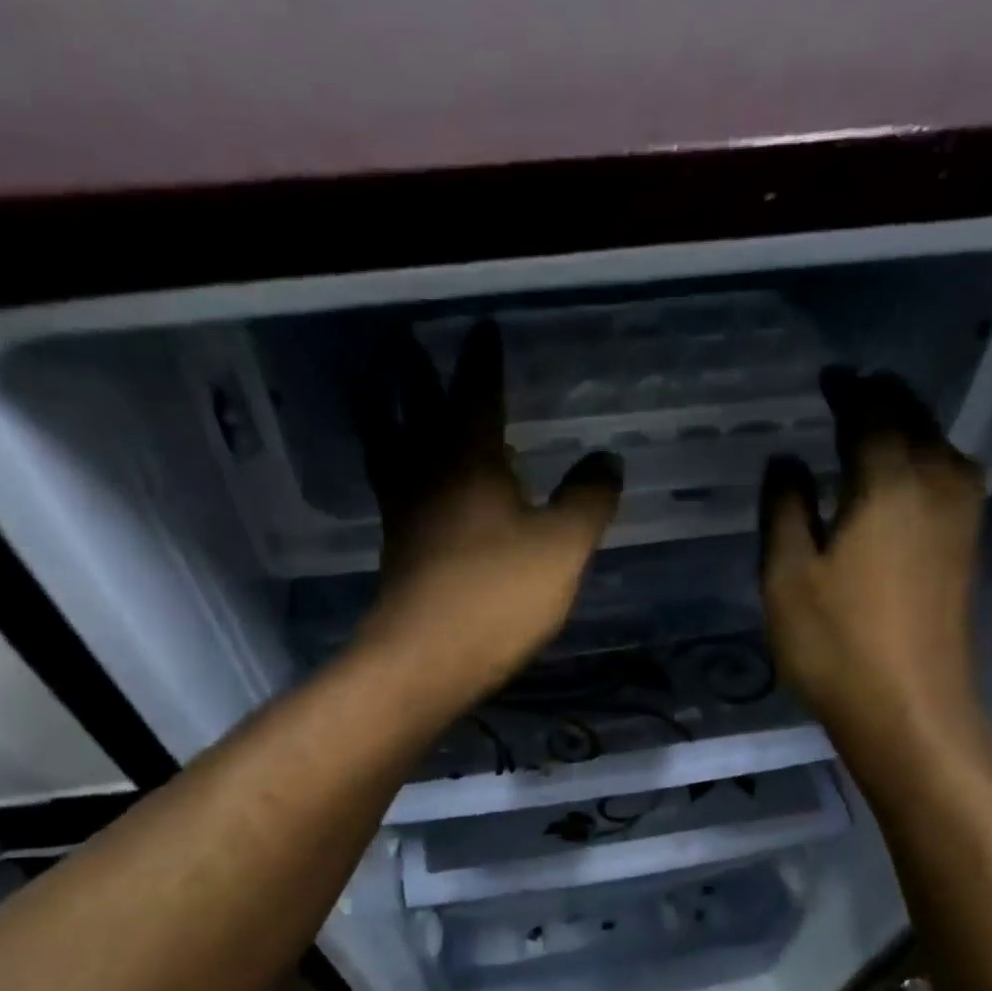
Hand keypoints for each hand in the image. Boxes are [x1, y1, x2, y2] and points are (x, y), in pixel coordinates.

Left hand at [354, 321, 622, 694]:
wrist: (425, 661)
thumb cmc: (496, 596)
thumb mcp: (561, 548)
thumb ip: (587, 500)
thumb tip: (606, 459)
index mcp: (469, 462)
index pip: (477, 396)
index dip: (483, 363)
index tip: (483, 329)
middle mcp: (428, 477)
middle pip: (416, 413)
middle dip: (416, 376)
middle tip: (405, 343)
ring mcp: (406, 517)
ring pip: (392, 452)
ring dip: (388, 419)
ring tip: (385, 400)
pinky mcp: (398, 554)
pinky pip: (395, 493)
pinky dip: (397, 471)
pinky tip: (407, 483)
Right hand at [759, 367, 985, 744]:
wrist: (909, 707)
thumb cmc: (836, 642)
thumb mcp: (786, 574)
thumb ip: (784, 508)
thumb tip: (786, 460)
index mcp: (889, 480)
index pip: (870, 412)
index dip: (848, 390)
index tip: (828, 378)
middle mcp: (937, 482)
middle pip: (914, 418)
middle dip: (882, 398)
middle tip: (849, 391)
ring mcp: (962, 514)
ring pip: (938, 444)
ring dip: (906, 425)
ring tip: (872, 424)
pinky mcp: (967, 545)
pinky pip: (947, 474)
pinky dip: (922, 456)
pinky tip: (901, 473)